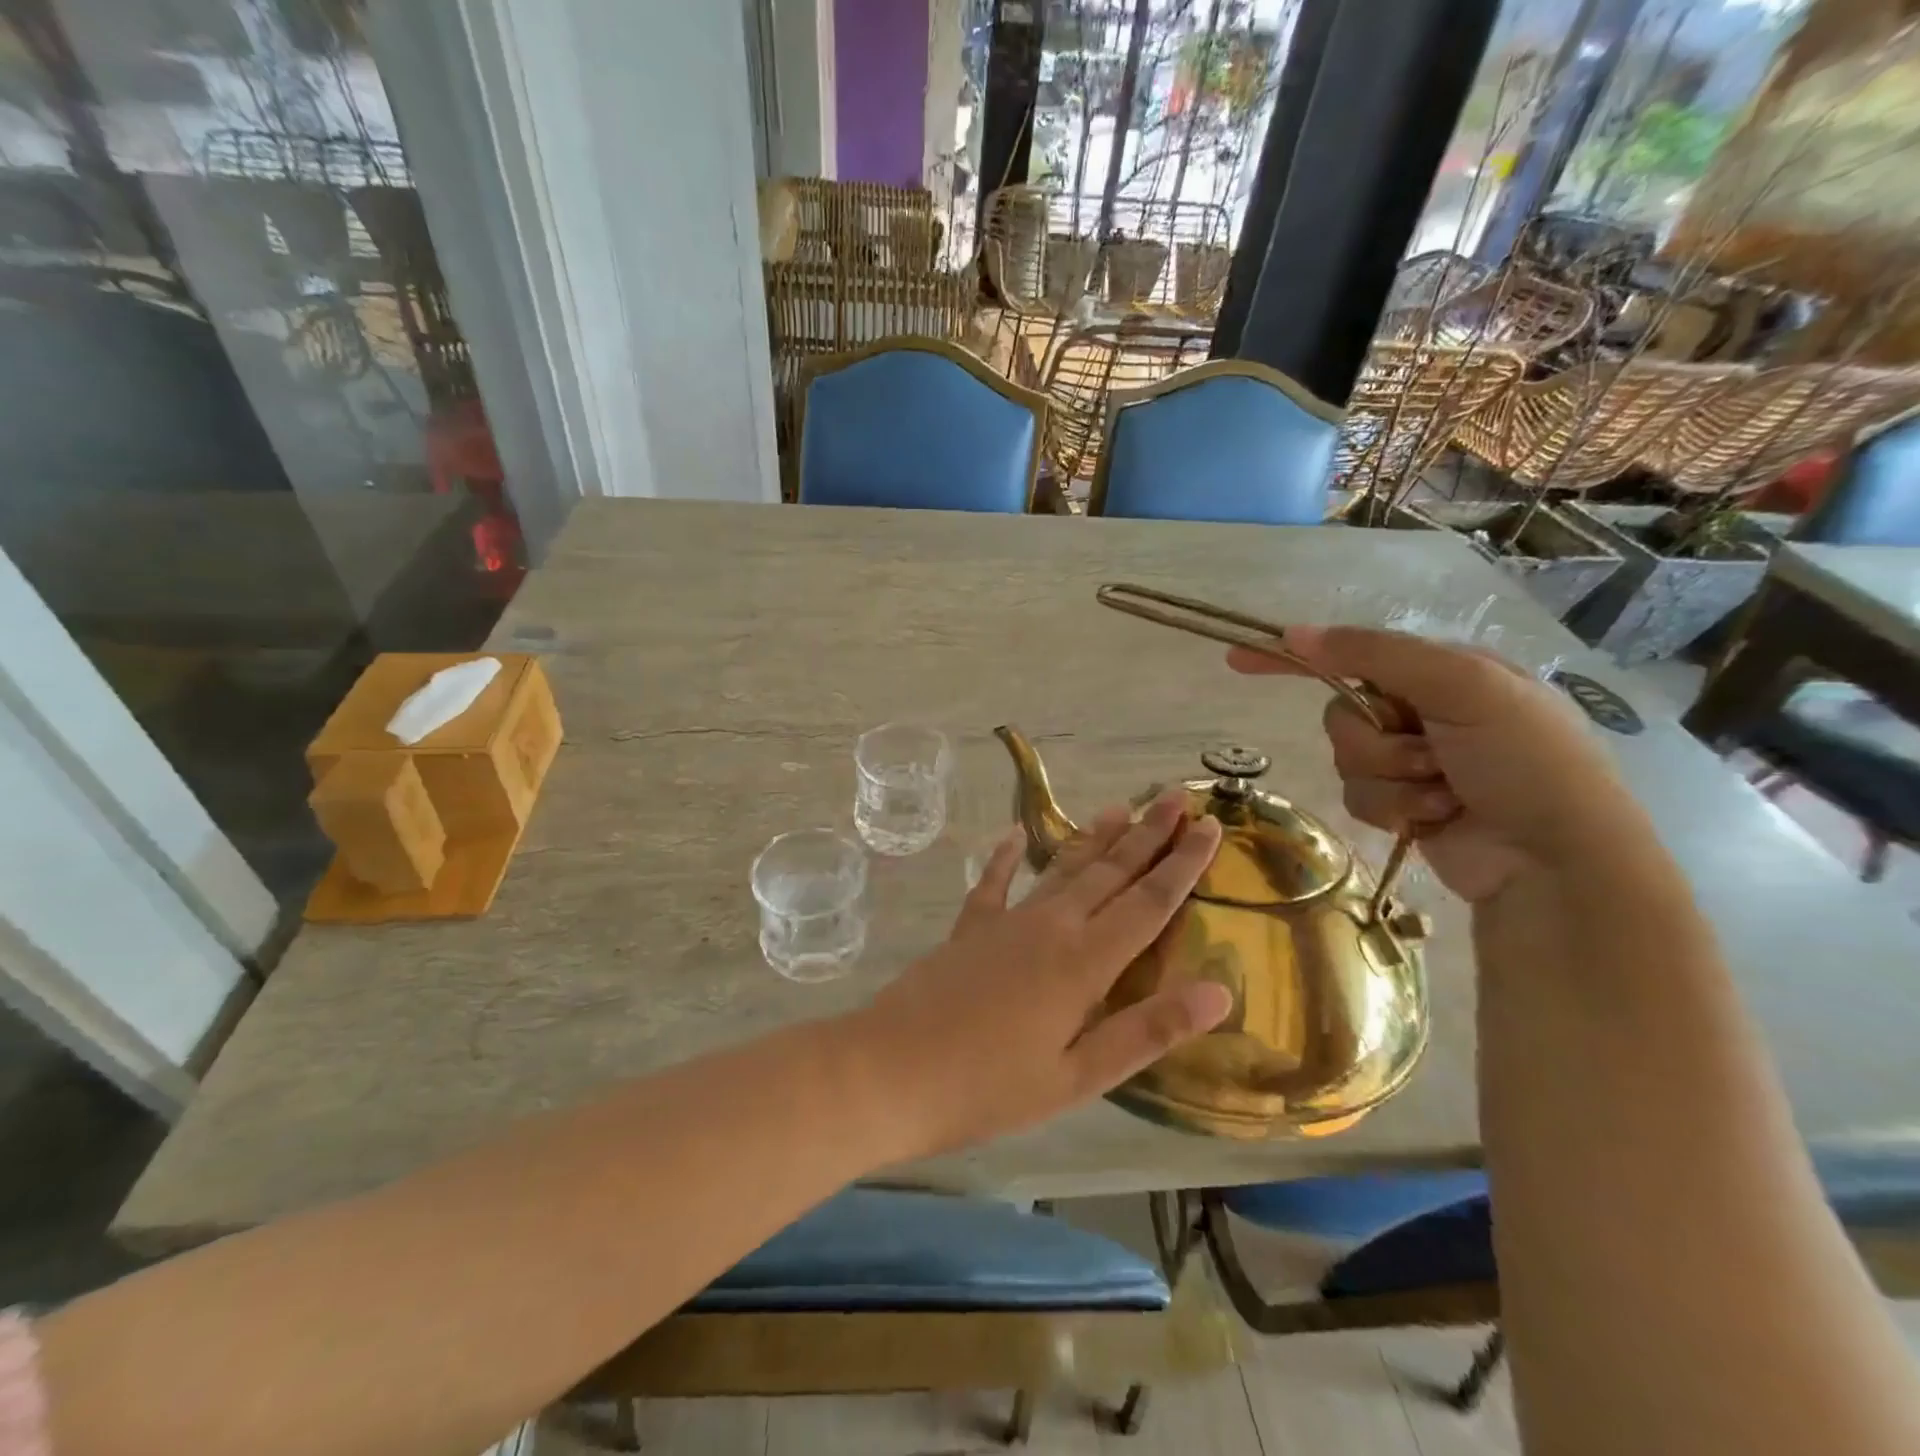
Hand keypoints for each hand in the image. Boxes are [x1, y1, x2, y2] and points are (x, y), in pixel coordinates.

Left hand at [853, 793, 1231, 1156]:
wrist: (889, 1071)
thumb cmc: (989, 1088)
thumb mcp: (1078, 1077)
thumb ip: (1146, 1031)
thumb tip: (1220, 992)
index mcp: (1083, 963)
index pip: (1148, 903)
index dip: (1184, 864)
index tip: (1212, 827)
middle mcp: (1050, 927)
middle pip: (1110, 872)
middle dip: (1148, 834)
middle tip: (1176, 797)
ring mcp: (1005, 921)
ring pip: (1062, 868)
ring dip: (1095, 838)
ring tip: (1122, 806)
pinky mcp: (968, 928)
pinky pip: (993, 882)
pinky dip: (1005, 858)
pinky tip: (1012, 834)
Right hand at [1229, 626, 1646, 902]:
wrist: (1557, 862)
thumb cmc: (1526, 763)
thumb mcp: (1463, 687)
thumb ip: (1377, 655)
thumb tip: (1296, 634)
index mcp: (1444, 672)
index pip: (1353, 653)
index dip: (1298, 656)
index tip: (1239, 659)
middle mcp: (1424, 711)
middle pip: (1342, 714)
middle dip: (1377, 740)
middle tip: (1429, 754)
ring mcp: (1412, 761)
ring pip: (1347, 760)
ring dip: (1390, 779)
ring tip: (1444, 793)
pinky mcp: (1402, 806)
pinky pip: (1358, 797)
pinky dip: (1393, 810)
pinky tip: (1438, 818)